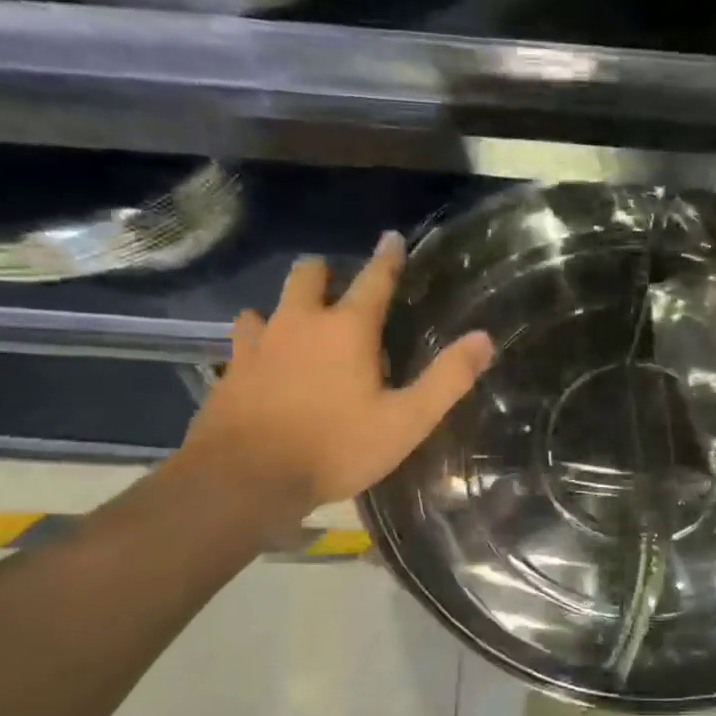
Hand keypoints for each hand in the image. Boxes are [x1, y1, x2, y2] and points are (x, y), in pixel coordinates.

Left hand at [180, 233, 493, 516]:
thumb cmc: (336, 447)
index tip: (391, 237)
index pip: (374, 279)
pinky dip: (256, 340)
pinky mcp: (231, 370)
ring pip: (268, 304)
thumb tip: (484, 338)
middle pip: (308, 276)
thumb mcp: (406, 420)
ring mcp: (259, 344)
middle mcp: (301, 323)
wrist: (246, 478)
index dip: (387, 257)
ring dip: (286, 306)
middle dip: (324, 271)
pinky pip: (243, 340)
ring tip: (298, 322)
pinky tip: (261, 359)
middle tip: (336, 281)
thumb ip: (447, 378)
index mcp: (348, 330)